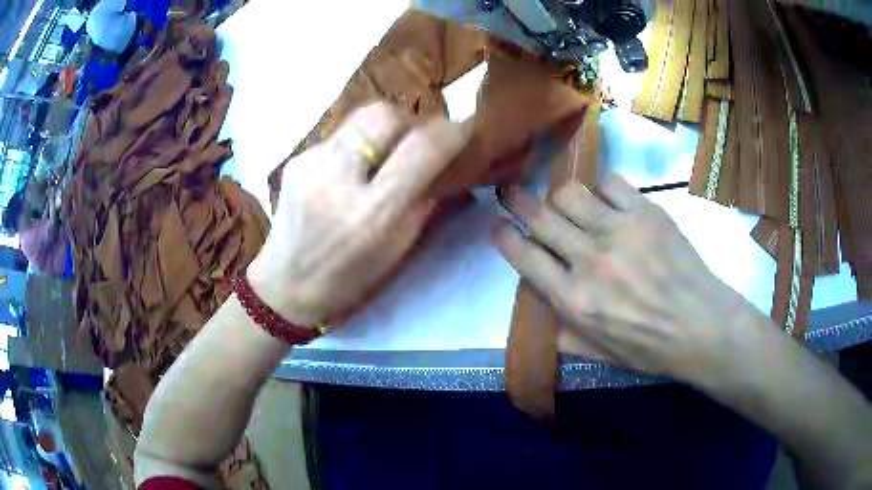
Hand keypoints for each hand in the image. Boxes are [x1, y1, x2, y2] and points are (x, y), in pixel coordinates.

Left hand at [248, 104, 470, 326]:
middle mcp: (337, 179)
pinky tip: (352, 169)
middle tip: (417, 142)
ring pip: (360, 117)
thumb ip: (424, 201)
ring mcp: (310, 164)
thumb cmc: (349, 279)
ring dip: (383, 129)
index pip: (421, 149)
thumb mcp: (397, 248)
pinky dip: (356, 145)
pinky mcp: (295, 160)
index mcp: (371, 213)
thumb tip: (446, 162)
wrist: (286, 285)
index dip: (451, 132)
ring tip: (385, 153)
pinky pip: (338, 135)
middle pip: (384, 115)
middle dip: (410, 122)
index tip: (466, 128)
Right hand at [494, 176, 760, 383]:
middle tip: (510, 192)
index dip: (504, 236)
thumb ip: (562, 331)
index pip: (524, 257)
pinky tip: (609, 203)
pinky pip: (611, 183)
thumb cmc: (649, 348)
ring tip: (567, 203)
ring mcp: (620, 231)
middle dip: (517, 200)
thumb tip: (542, 303)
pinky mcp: (647, 213)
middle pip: (541, 217)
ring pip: (571, 193)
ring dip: (561, 196)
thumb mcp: (598, 353)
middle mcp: (590, 261)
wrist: (701, 327)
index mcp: (574, 301)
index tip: (497, 225)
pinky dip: (603, 190)